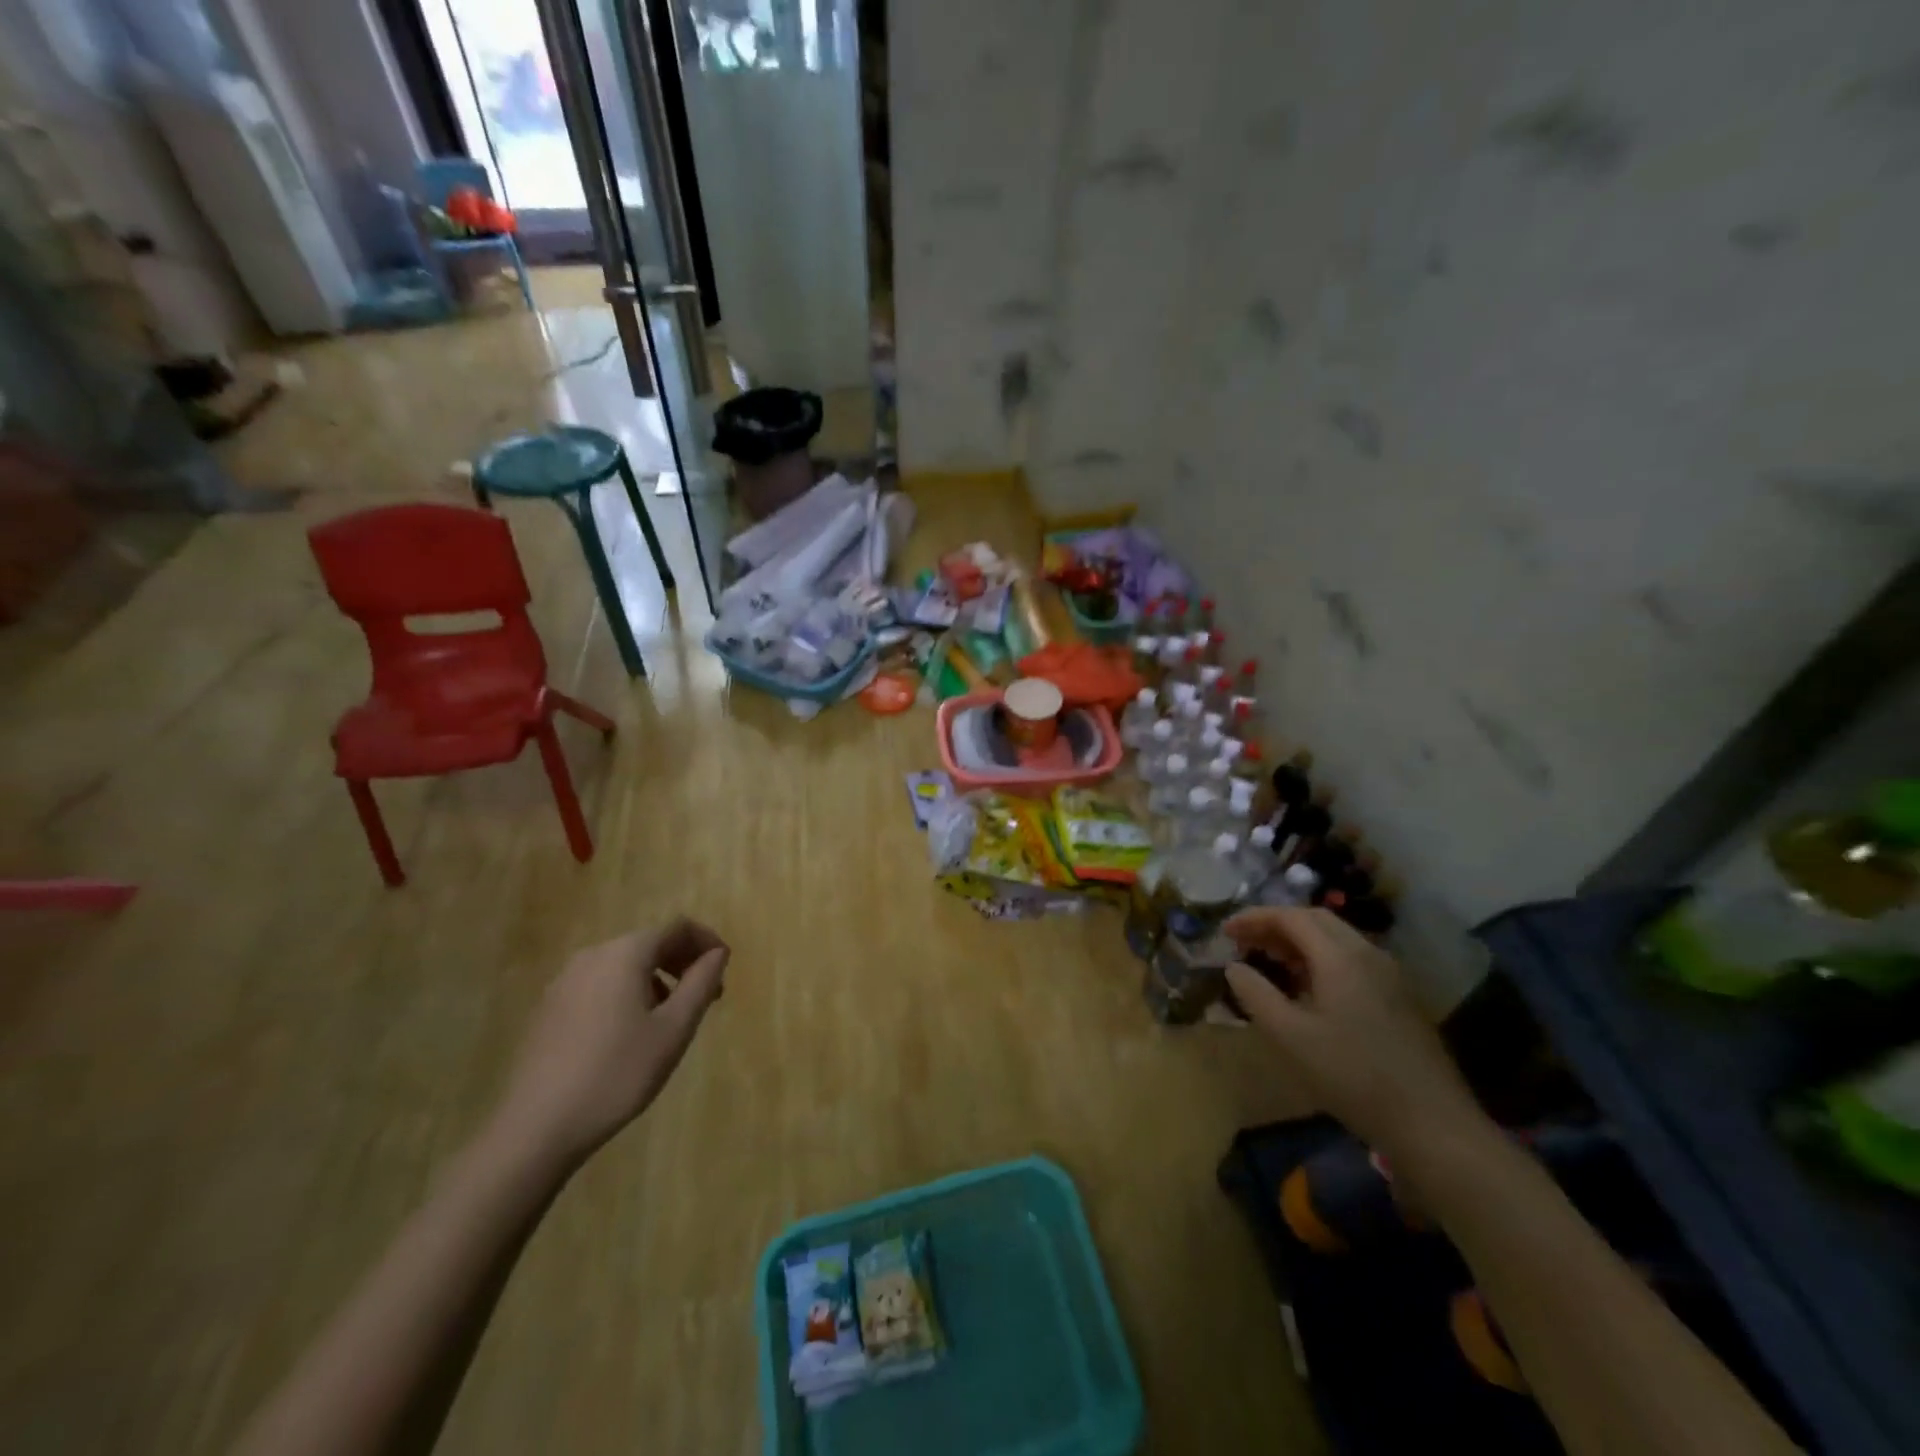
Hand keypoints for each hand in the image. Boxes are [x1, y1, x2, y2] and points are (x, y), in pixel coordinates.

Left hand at [492, 919, 729, 1168]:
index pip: (678, 927)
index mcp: (625, 953)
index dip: (707, 942)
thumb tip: (717, 953)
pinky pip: (600, 984)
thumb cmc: (617, 1073)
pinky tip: (630, 1034)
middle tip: (706, 998)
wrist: (537, 1128)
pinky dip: (627, 993)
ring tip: (671, 1019)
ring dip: (657, 979)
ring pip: (624, 965)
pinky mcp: (549, 1008)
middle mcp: (593, 955)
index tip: (724, 972)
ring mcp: (565, 981)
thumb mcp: (673, 1029)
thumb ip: (701, 983)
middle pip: (650, 943)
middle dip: (683, 962)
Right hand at [1223, 907, 1481, 1154]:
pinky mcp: (1399, 998)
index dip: (1254, 918)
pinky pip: (1352, 961)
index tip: (1225, 931)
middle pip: (1316, 920)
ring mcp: (1389, 976)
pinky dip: (1321, 959)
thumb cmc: (1353, 1075)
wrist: (1433, 1124)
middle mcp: (1368, 954)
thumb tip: (1234, 968)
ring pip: (1337, 940)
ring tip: (1269, 961)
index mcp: (1341, 956)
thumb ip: (1255, 994)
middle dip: (1276, 925)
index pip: (1291, 917)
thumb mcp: (1290, 1036)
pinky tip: (1308, 988)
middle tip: (1245, 941)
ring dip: (1299, 942)